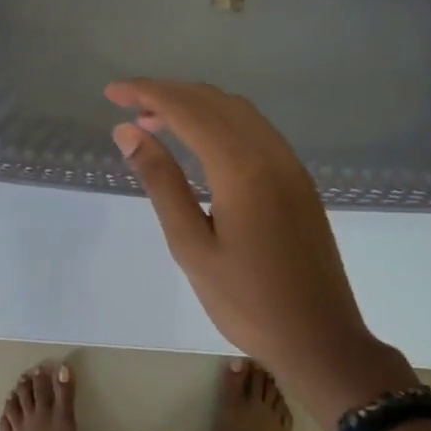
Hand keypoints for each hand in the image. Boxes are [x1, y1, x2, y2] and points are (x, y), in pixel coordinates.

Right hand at [106, 79, 412, 428]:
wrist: (320, 339)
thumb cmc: (246, 301)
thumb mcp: (191, 245)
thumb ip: (161, 182)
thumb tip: (128, 131)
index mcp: (241, 168)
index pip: (187, 110)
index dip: (146, 93)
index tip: (110, 92)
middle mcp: (270, 153)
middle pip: (214, 101)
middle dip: (168, 93)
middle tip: (127, 104)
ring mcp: (290, 165)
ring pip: (238, 111)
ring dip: (195, 104)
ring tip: (155, 120)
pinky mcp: (298, 180)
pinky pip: (255, 129)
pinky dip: (220, 121)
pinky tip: (199, 142)